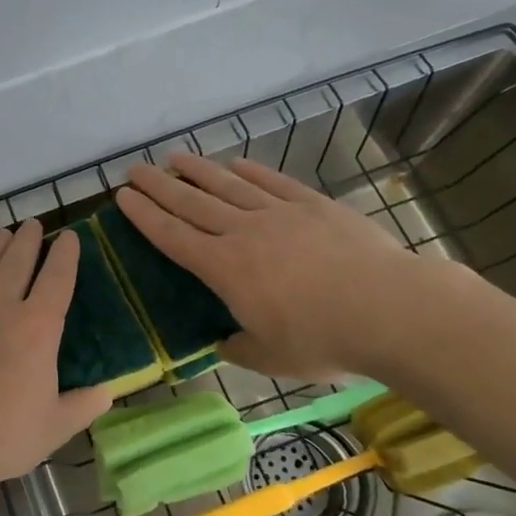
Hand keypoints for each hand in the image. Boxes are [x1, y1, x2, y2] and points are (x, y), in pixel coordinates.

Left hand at [0, 222, 113, 493]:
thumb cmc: (3, 437)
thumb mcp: (55, 426)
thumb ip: (83, 406)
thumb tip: (107, 392)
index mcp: (37, 328)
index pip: (57, 279)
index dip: (65, 255)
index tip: (69, 237)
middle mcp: (0, 307)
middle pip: (17, 262)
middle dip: (28, 240)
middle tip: (33, 225)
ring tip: (3, 235)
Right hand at [117, 153, 440, 380]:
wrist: (392, 310)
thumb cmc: (325, 340)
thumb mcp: (272, 358)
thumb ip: (239, 347)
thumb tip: (222, 343)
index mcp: (224, 269)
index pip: (172, 236)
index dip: (144, 216)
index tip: (122, 196)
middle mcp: (243, 233)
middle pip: (191, 203)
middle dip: (158, 185)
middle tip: (135, 169)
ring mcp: (279, 214)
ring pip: (227, 186)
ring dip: (198, 170)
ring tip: (175, 157)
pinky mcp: (313, 206)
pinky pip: (273, 182)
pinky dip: (251, 171)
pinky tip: (235, 163)